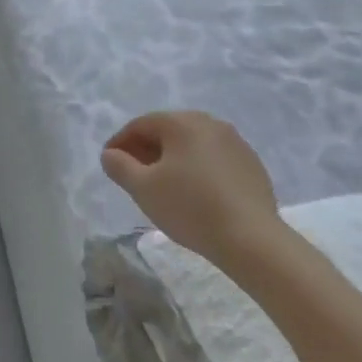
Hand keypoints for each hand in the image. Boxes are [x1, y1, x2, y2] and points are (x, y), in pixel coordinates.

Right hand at [100, 111, 281, 271]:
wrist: (251, 239)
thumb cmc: (190, 207)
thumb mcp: (142, 188)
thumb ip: (119, 166)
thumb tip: (110, 154)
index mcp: (182, 123)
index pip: (140, 125)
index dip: (119, 142)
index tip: (109, 163)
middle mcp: (211, 123)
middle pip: (168, 131)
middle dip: (145, 149)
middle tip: (132, 174)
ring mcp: (236, 143)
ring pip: (192, 145)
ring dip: (171, 159)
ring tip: (161, 185)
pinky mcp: (252, 165)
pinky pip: (213, 158)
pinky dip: (196, 168)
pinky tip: (193, 192)